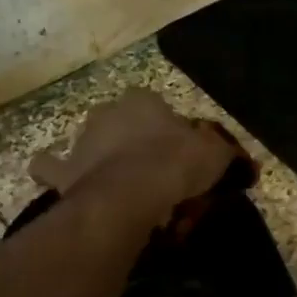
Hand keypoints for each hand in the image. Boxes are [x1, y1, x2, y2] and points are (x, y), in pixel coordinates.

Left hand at [30, 90, 236, 221]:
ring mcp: (81, 142)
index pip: (158, 105)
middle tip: (153, 170)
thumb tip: (244, 162)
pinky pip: (52, 169)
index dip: (171, 129)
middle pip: (121, 121)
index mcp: (144, 101)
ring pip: (87, 142)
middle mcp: (107, 113)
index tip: (183, 152)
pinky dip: (58, 176)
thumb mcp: (216, 155)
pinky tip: (69, 187)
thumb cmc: (175, 165)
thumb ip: (227, 154)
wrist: (130, 195)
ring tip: (115, 181)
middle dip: (132, 139)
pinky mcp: (63, 172)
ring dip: (96, 156)